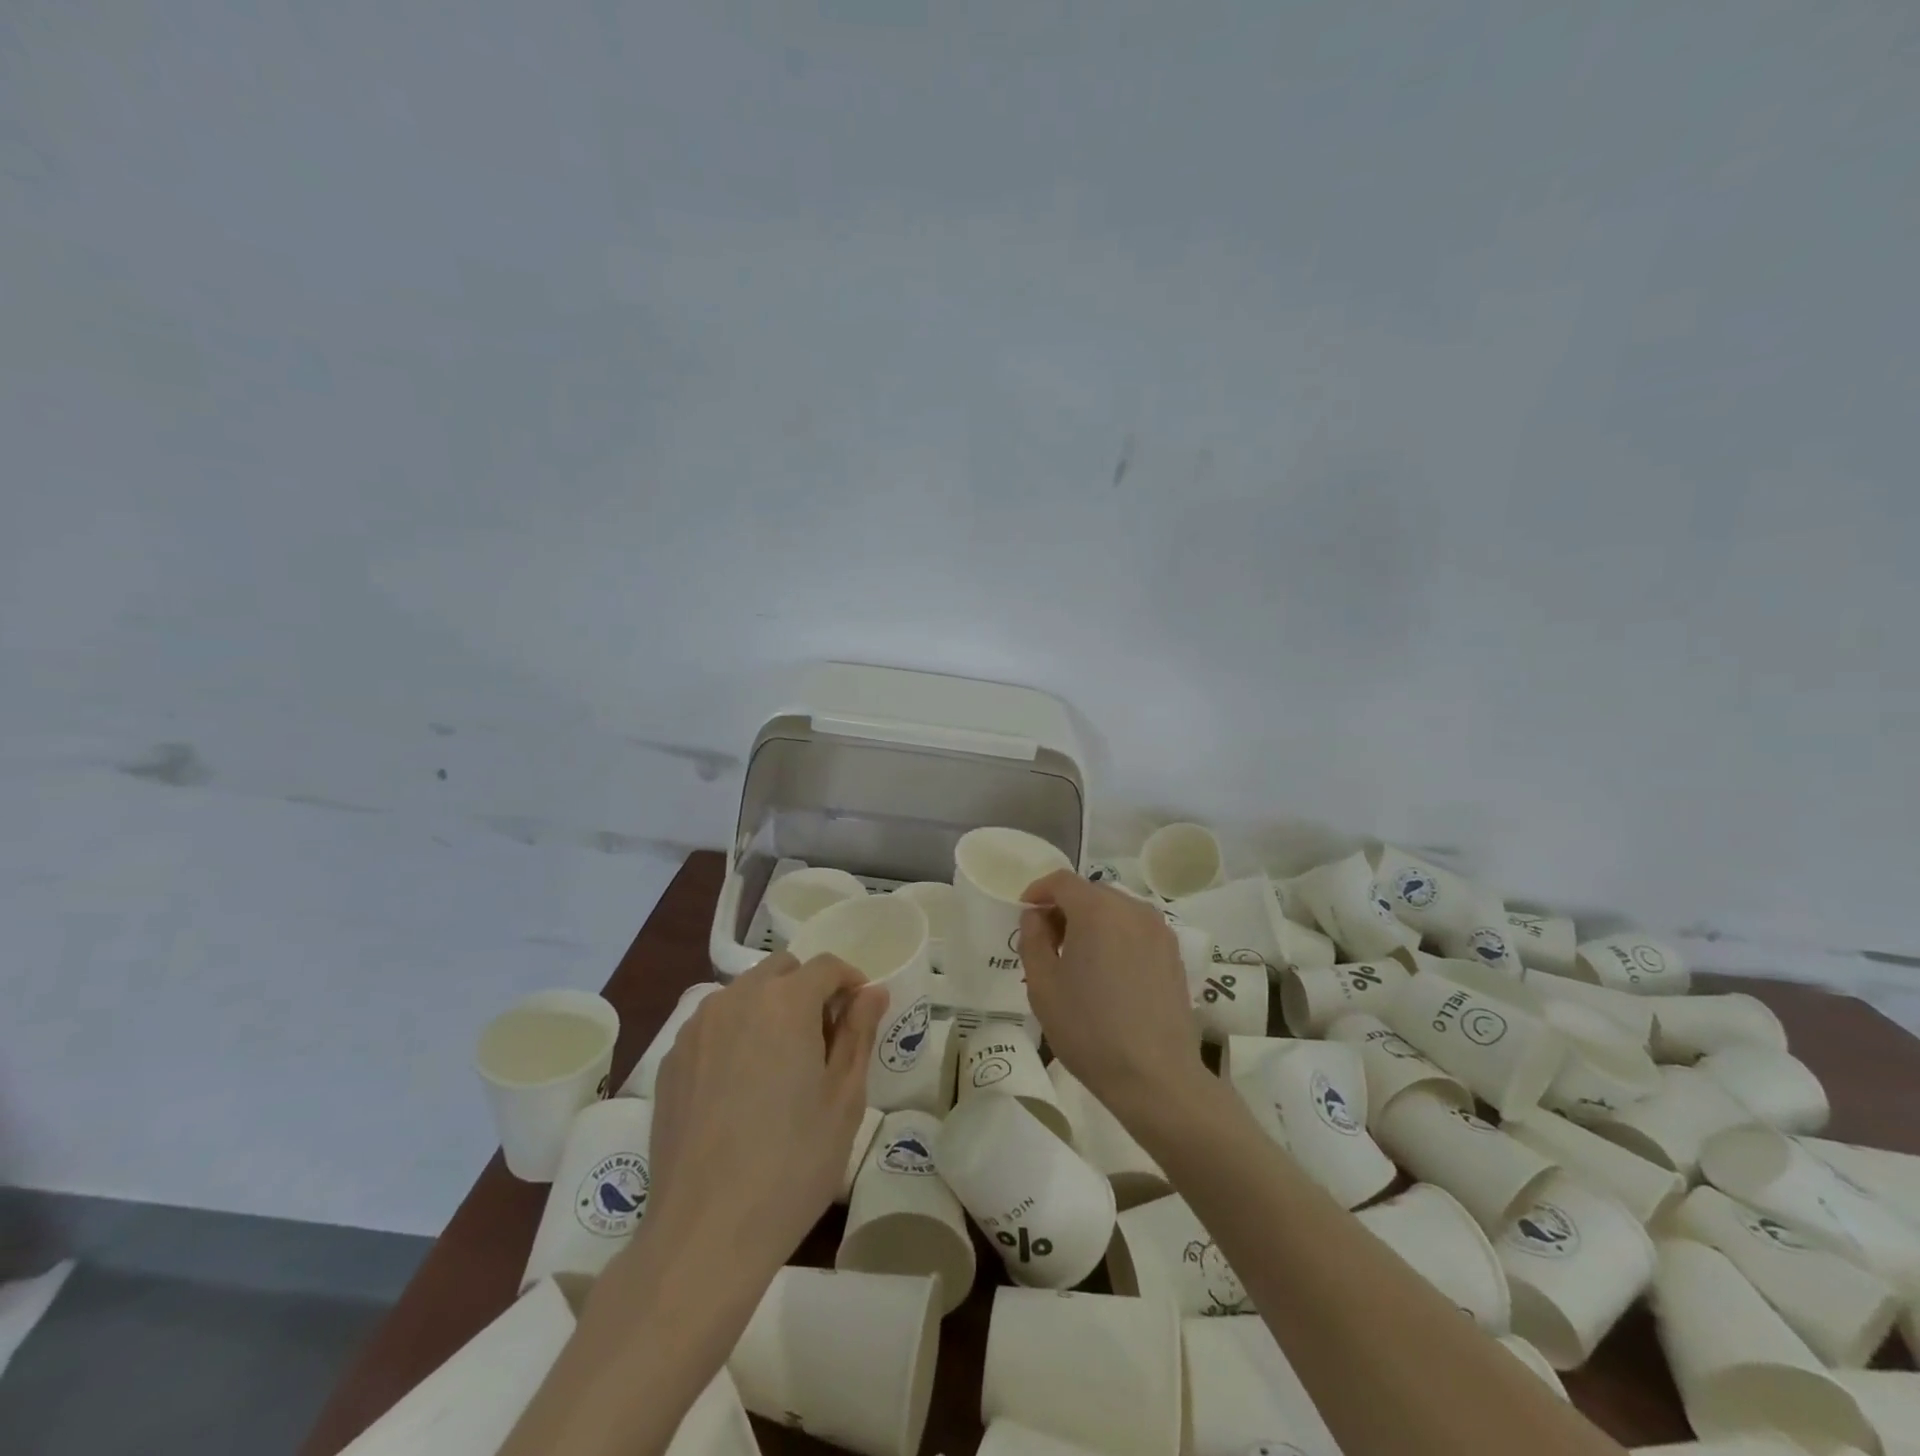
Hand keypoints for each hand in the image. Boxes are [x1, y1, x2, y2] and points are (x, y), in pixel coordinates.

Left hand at [646, 952, 885, 1279]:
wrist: (705, 1233)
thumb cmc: (792, 1163)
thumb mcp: (844, 1098)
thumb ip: (859, 1032)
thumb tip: (872, 991)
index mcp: (785, 1002)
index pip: (826, 966)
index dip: (850, 982)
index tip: (861, 1015)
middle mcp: (736, 999)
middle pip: (782, 970)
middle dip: (808, 990)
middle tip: (822, 1042)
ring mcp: (697, 1028)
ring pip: (744, 994)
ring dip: (770, 1008)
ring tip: (781, 1065)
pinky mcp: (671, 1060)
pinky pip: (714, 1025)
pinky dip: (736, 1034)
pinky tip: (741, 1087)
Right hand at [1018, 871, 1207, 1122]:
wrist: (1155, 1076)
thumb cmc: (1089, 1029)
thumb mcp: (1043, 985)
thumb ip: (1033, 939)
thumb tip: (1036, 916)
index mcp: (1097, 910)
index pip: (1062, 881)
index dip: (1039, 891)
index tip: (1026, 914)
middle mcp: (1132, 909)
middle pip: (1091, 892)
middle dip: (1065, 908)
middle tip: (1048, 941)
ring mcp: (1158, 930)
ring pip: (1116, 910)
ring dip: (1092, 922)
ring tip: (1079, 959)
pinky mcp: (1174, 953)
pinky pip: (1136, 929)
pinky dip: (1117, 936)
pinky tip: (1109, 972)